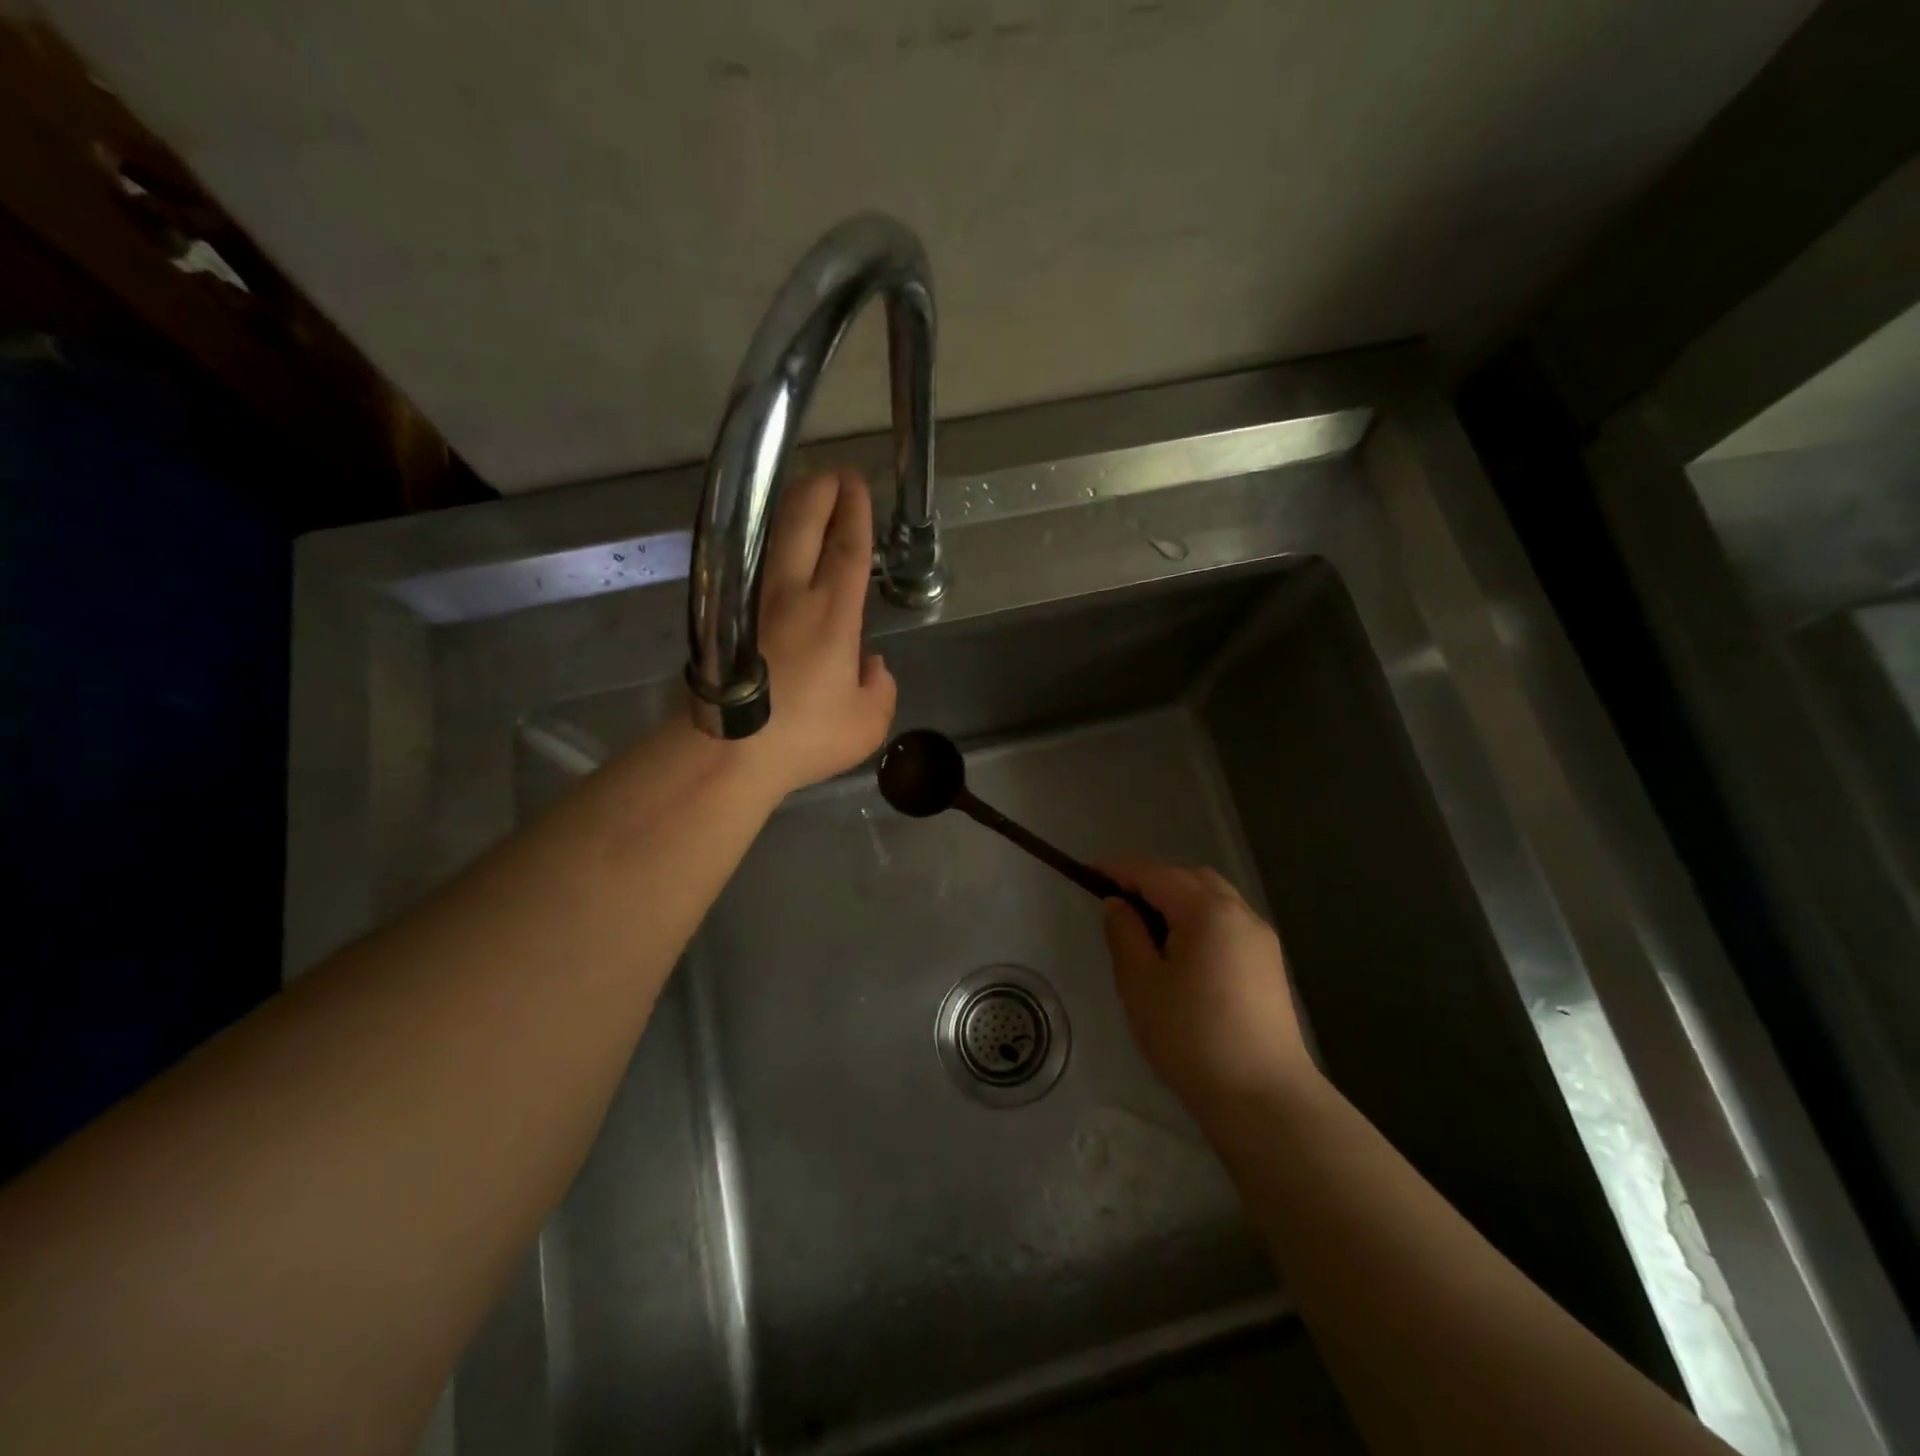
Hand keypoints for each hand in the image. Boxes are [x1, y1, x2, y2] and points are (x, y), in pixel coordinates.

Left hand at [737, 468, 897, 796]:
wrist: (728, 751)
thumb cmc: (803, 737)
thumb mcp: (866, 723)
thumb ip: (879, 688)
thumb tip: (870, 664)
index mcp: (832, 615)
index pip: (847, 548)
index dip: (855, 512)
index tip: (857, 484)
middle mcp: (790, 596)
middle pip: (801, 525)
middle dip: (819, 492)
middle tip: (832, 474)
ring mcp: (751, 603)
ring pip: (769, 538)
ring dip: (787, 509)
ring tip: (801, 493)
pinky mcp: (724, 619)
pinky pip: (747, 565)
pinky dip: (761, 543)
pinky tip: (766, 545)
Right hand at [1098, 860, 1317, 1115]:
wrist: (1263, 1098)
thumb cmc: (1191, 1038)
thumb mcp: (1141, 984)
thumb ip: (1125, 934)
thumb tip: (1118, 903)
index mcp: (1207, 911)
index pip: (1155, 874)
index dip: (1119, 870)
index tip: (1088, 873)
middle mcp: (1240, 913)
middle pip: (1189, 878)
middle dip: (1151, 881)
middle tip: (1117, 901)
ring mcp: (1261, 938)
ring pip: (1213, 898)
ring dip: (1178, 899)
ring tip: (1147, 927)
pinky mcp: (1269, 963)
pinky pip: (1228, 921)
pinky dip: (1199, 918)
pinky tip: (1182, 950)